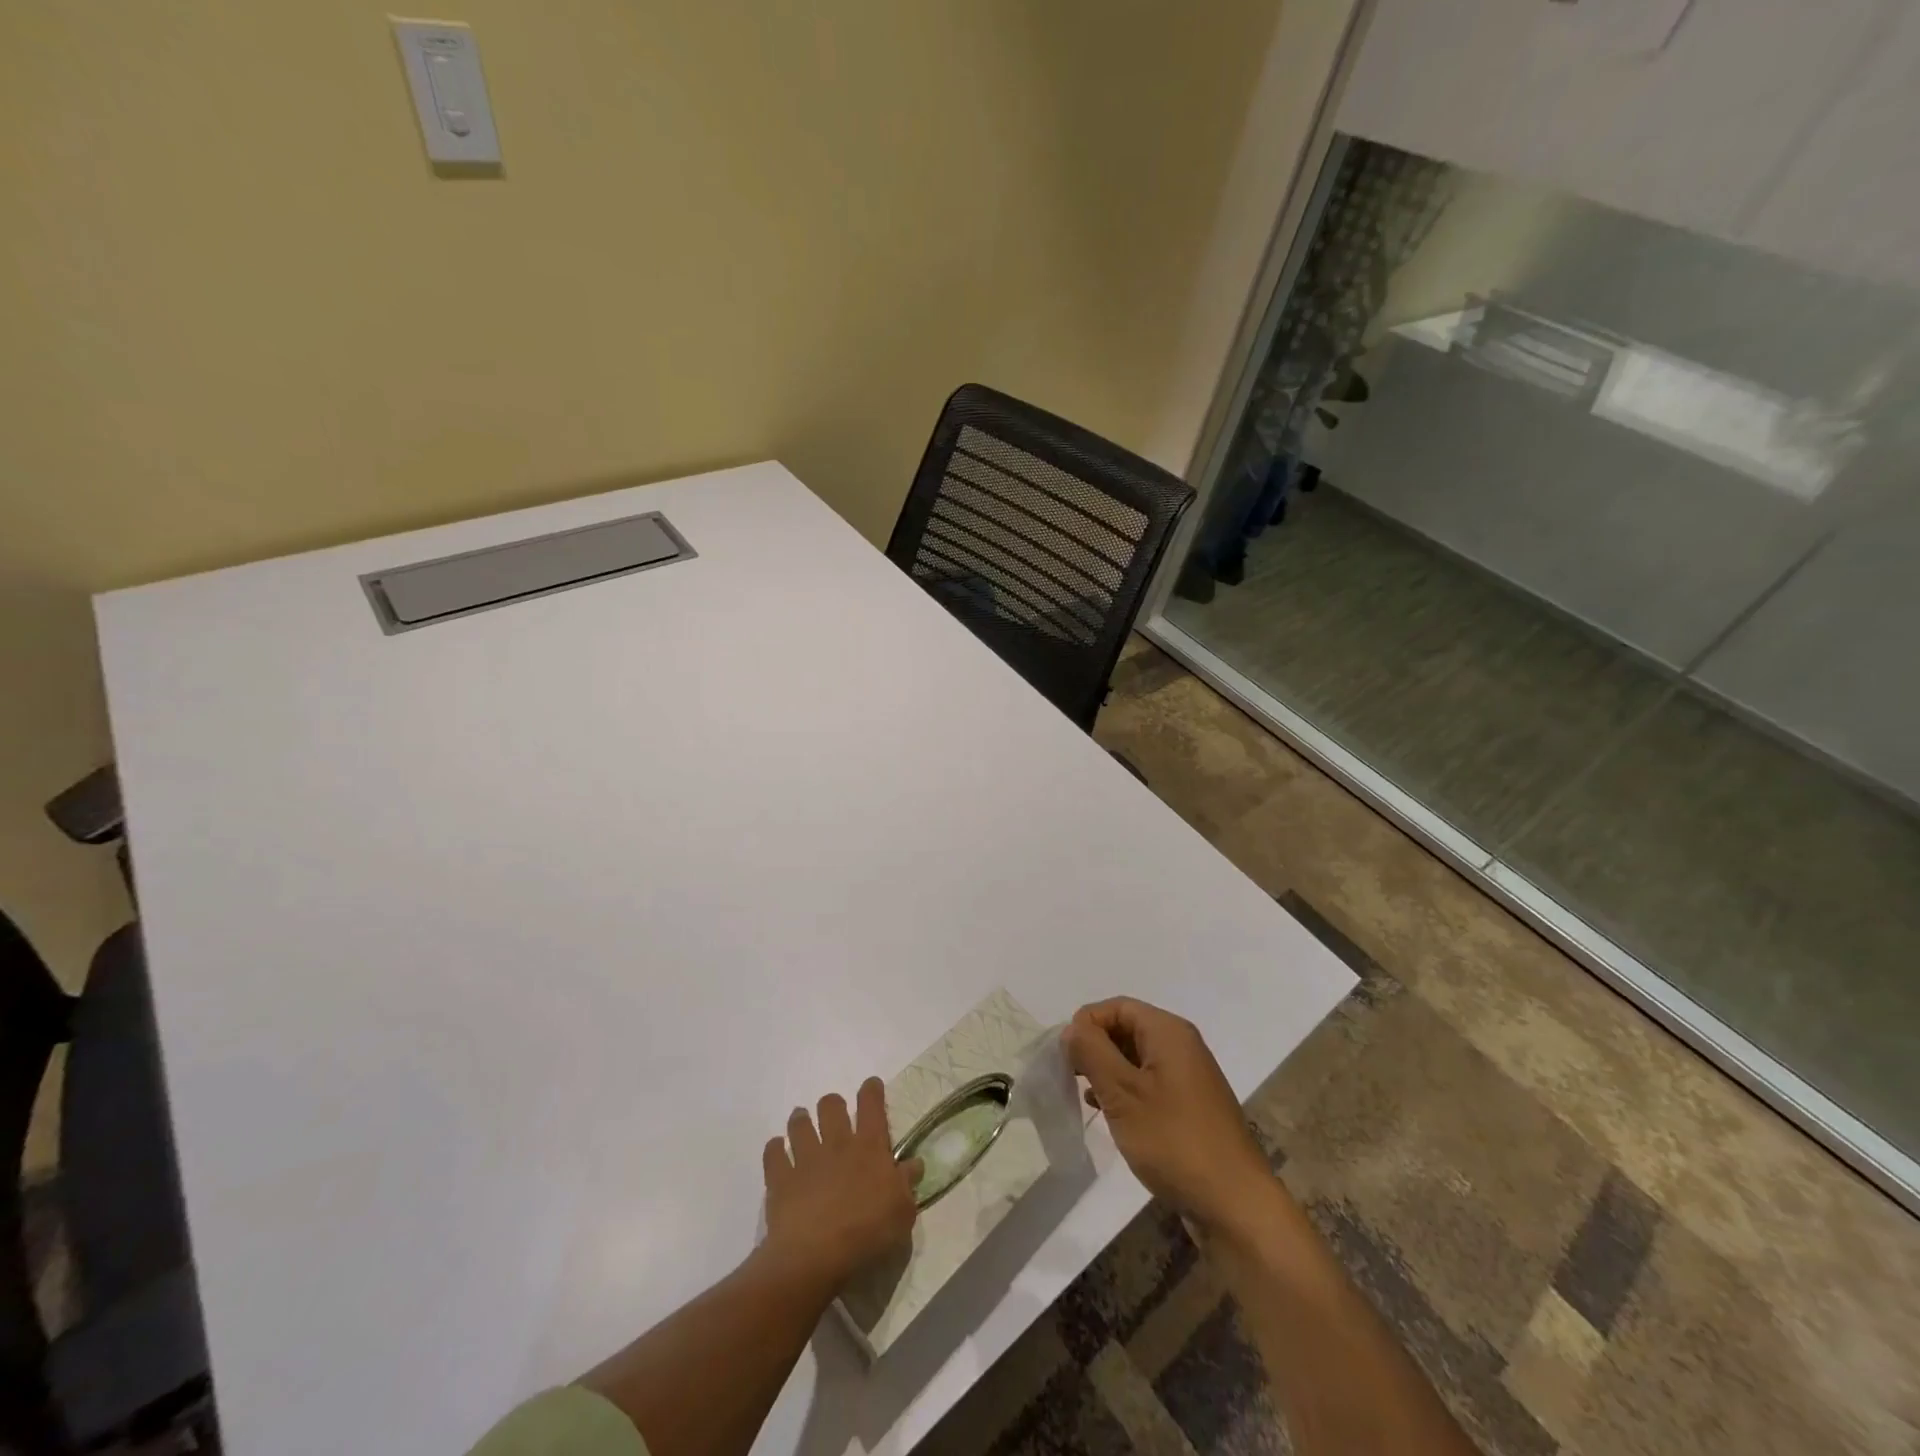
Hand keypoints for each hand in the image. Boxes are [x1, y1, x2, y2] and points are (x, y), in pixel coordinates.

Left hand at [761, 1077, 920, 1294]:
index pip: (872, 1106)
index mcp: (869, 1148)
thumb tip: (914, 1163)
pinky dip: (775, 1148)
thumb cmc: (867, 1234)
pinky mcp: (781, 1178)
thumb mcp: (902, 1213)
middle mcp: (836, 1144)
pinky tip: (777, 1150)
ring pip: (800, 1123)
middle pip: (831, 1106)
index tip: (871, 1085)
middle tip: (834, 1113)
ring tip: (802, 1123)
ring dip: (801, 1120)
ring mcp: (806, 1159)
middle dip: (832, 1104)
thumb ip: (907, 1185)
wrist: (815, 1257)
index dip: (872, 1091)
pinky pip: (773, 1153)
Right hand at [1064, 997, 1274, 1234]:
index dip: (1086, 1024)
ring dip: (1108, 1071)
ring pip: (1135, 1057)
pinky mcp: (1190, 1105)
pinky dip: (1126, 1090)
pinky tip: (1110, 1115)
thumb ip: (1092, 1052)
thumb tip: (1072, 1029)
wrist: (1235, 1205)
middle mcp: (1181, 1045)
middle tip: (1070, 1078)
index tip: (1065, 1058)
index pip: (1116, 1007)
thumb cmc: (1174, 1141)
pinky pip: (1149, 1082)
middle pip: (1126, 1028)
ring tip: (1087, 1098)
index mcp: (1168, 1031)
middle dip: (1095, 1048)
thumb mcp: (1122, 1093)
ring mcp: (1188, 1076)